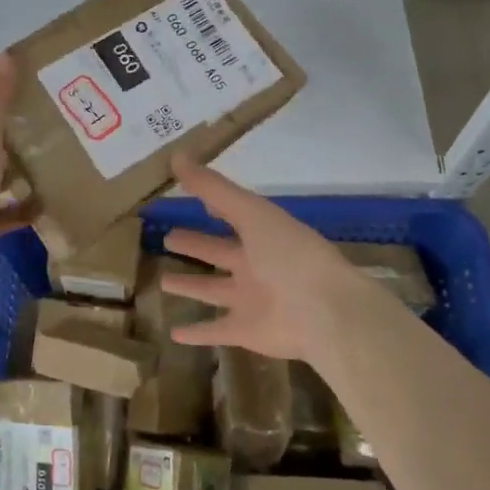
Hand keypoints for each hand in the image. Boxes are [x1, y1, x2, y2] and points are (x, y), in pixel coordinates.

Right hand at [161, 155, 404, 362]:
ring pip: (212, 291)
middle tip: (168, 238)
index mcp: (261, 235)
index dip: (210, 205)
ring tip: (163, 282)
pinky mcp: (246, 331)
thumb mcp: (251, 212)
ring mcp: (250, 300)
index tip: (187, 197)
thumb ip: (213, 188)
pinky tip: (173, 333)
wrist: (325, 312)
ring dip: (190, 287)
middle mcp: (255, 266)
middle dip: (195, 245)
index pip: (230, 216)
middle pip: (218, 253)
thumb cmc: (289, 255)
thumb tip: (177, 156)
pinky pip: (216, 331)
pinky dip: (196, 333)